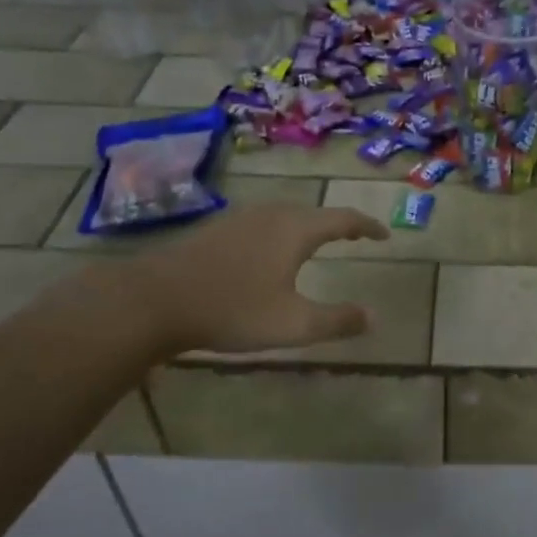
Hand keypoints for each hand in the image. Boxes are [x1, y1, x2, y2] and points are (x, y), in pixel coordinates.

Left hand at [128, 203, 389, 354]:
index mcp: (295, 229)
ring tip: (316, 243)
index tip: (385, 234)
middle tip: (354, 237)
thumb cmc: (231, 309)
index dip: (367, 226)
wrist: (152, 300)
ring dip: (307, 227)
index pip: (343, 219)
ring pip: (284, 215)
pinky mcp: (214, 229)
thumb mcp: (293, 324)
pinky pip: (261, 224)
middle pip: (313, 212)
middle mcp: (270, 214)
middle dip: (337, 224)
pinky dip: (279, 233)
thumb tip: (375, 317)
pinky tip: (268, 253)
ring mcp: (238, 218)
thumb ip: (337, 320)